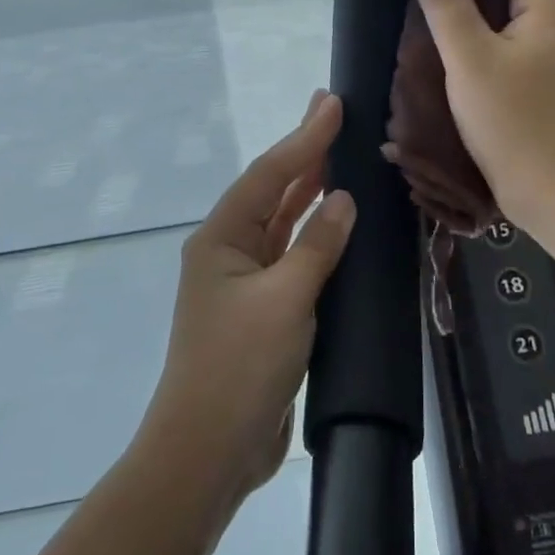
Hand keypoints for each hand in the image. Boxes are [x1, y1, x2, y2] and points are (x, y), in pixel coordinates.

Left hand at [142, 91, 356, 506]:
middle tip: (334, 113)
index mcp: (222, 239)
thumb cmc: (239, 367)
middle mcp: (229, 251)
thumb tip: (344, 201)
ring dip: (310, 191)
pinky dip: (316, 236)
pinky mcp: (264, 311)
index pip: (269, 175)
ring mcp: (246, 282)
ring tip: (339, 155)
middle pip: (273, 191)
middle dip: (304, 153)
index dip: (304, 137)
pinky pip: (294, 258)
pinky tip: (338, 224)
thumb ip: (317, 246)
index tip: (333, 104)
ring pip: (283, 223)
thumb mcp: (284, 300)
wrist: (210, 450)